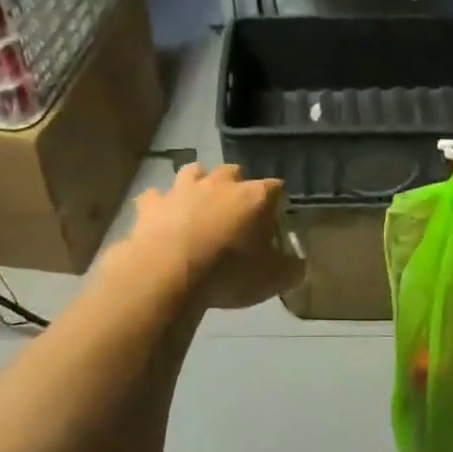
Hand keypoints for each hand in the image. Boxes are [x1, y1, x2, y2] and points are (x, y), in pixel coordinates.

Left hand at [125, 162, 303, 310]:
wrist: (167, 275)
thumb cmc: (228, 273)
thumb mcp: (272, 280)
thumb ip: (291, 270)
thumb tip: (300, 266)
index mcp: (254, 197)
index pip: (275, 187)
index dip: (277, 201)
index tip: (276, 216)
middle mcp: (219, 184)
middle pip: (233, 171)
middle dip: (237, 185)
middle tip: (237, 210)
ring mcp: (182, 190)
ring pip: (194, 172)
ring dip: (198, 183)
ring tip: (200, 203)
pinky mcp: (151, 204)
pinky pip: (156, 196)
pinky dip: (161, 204)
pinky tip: (162, 217)